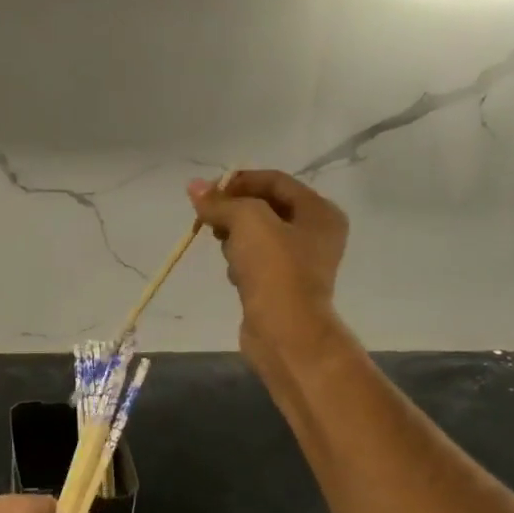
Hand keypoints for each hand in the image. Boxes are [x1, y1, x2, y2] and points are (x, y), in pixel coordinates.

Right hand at [189, 170, 349, 366]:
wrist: (286, 332)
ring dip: (235, 238)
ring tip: (225, 249)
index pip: (275, 180)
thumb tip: (194, 186)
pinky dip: (240, 262)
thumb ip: (221, 201)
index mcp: (319, 211)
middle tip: (210, 220)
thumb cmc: (275, 269)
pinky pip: (255, 262)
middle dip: (234, 211)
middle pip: (265, 207)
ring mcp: (300, 262)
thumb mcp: (247, 221)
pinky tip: (234, 274)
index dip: (239, 181)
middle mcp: (315, 233)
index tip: (208, 193)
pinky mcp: (282, 286)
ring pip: (257, 235)